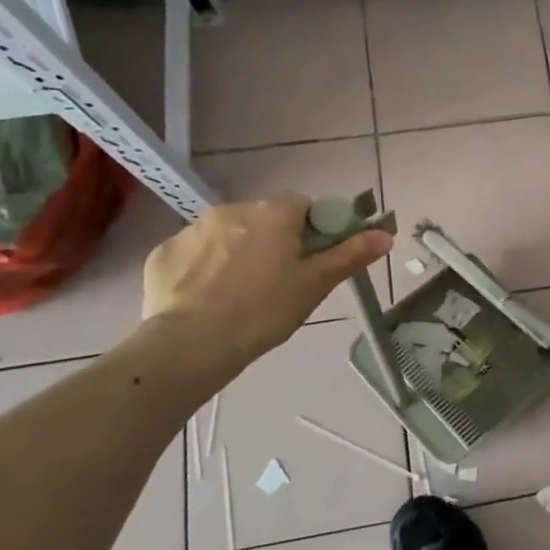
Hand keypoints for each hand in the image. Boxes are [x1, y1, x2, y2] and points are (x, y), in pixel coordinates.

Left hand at [142, 193, 391, 370]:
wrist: (192, 343)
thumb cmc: (265, 310)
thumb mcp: (316, 284)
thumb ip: (351, 254)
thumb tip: (386, 234)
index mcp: (273, 214)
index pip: (302, 205)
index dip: (311, 230)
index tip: (310, 260)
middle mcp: (231, 210)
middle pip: (263, 219)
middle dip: (272, 242)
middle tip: (278, 282)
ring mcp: (192, 230)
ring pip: (227, 235)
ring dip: (236, 253)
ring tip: (239, 295)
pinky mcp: (163, 254)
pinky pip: (193, 254)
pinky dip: (203, 269)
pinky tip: (207, 299)